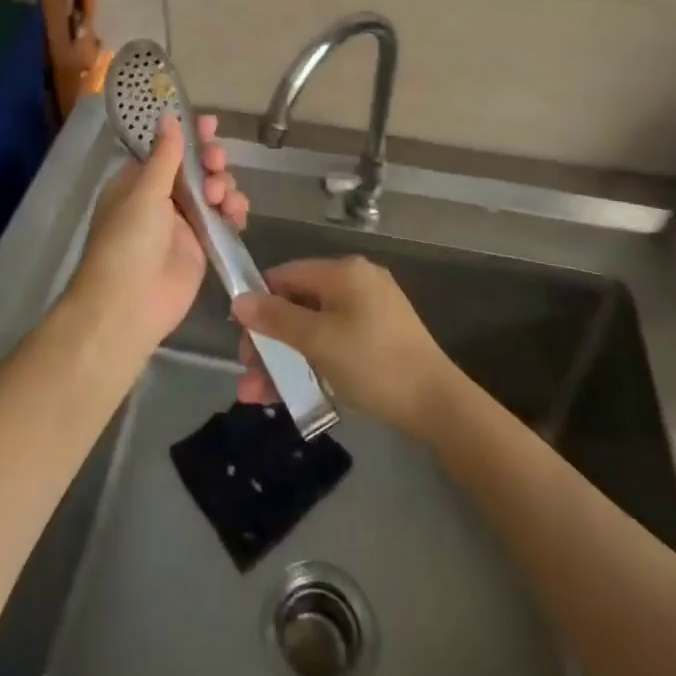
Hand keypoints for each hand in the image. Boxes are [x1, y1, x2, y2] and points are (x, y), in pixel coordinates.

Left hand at [65, 114, 248, 350]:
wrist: (129, 305)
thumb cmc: (128, 241)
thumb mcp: (145, 192)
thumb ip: (165, 155)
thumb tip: (168, 116)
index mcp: (138, 181)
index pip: (169, 149)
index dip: (190, 135)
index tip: (210, 124)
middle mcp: (161, 198)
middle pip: (195, 168)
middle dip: (210, 162)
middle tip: (216, 164)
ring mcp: (182, 223)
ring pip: (213, 191)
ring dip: (224, 186)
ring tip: (223, 197)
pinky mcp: (202, 245)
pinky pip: (223, 219)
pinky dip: (233, 212)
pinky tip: (237, 213)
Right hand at [231, 256, 457, 438]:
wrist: (437, 404)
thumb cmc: (372, 362)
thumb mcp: (318, 340)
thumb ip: (276, 318)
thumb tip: (238, 300)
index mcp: (343, 271)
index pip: (286, 275)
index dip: (258, 303)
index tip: (240, 337)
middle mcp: (356, 282)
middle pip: (298, 304)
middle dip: (269, 341)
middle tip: (249, 374)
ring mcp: (369, 310)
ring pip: (313, 329)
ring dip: (284, 359)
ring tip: (259, 396)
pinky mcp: (378, 337)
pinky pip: (333, 342)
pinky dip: (312, 362)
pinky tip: (292, 392)